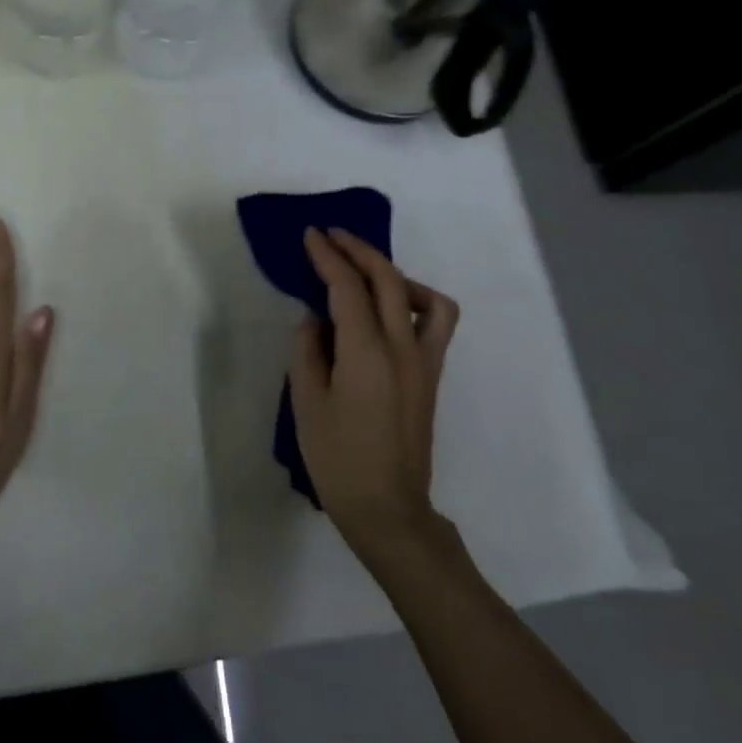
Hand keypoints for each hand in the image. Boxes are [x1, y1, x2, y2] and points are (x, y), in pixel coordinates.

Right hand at [289, 228, 459, 550]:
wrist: (387, 507)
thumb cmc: (337, 459)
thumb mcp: (306, 403)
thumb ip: (307, 351)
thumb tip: (315, 319)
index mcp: (366, 353)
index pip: (347, 287)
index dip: (327, 256)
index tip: (311, 235)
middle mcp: (402, 347)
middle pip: (387, 279)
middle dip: (358, 250)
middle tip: (331, 236)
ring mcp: (424, 360)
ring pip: (422, 295)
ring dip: (392, 272)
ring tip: (364, 272)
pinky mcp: (432, 375)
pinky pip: (435, 322)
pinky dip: (416, 300)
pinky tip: (390, 309)